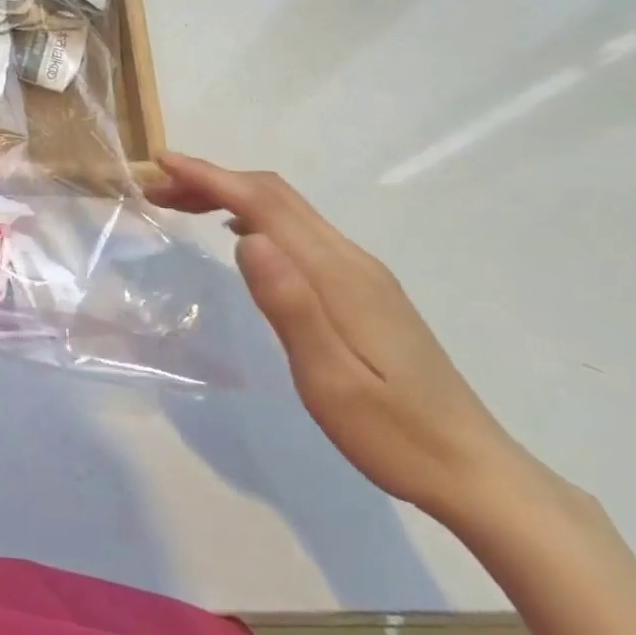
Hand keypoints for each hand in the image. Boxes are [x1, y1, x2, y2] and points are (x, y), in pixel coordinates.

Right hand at [145, 153, 536, 526]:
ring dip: (232, 196)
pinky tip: (239, 235)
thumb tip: (246, 236)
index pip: (264, 204)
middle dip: (213, 180)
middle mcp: (349, 259)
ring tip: (184, 207)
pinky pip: (299, 231)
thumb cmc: (394, 434)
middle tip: (159, 190)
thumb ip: (290, 304)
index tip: (163, 163)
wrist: (476, 471)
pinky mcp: (363, 289)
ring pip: (287, 210)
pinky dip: (256, 217)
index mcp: (337, 274)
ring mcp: (361, 272)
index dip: (210, 177)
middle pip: (274, 196)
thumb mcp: (331, 379)